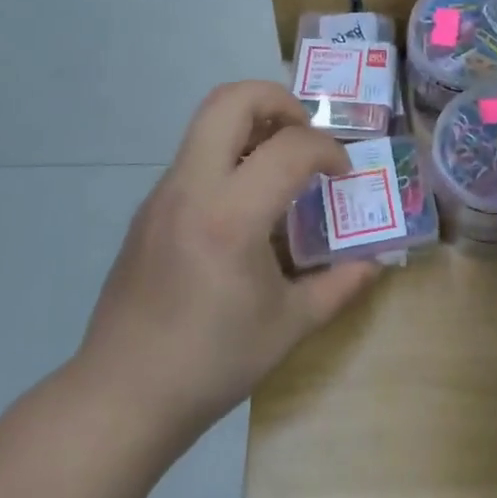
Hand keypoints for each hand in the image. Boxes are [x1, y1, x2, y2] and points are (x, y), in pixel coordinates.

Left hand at [67, 82, 380, 445]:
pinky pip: (195, 155)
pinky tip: (248, 203)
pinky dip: (231, 154)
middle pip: (231, 100)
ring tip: (282, 163)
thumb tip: (376, 262)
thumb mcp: (290, 326)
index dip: (328, 151)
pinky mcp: (149, 207)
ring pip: (207, 120)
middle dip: (279, 100)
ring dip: (252, 123)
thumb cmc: (212, 363)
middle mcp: (192, 188)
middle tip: (306, 133)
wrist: (121, 397)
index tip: (343, 176)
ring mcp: (163, 193)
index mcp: (231, 217)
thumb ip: (340, 285)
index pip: (290, 147)